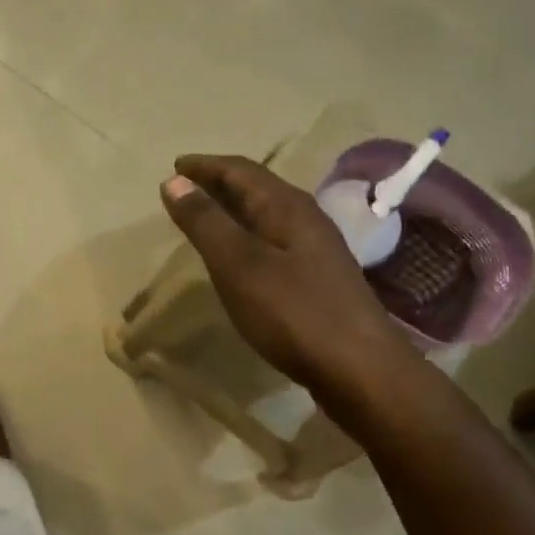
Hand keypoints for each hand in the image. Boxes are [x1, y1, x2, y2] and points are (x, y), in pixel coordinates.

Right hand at [160, 154, 407, 398]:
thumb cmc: (293, 312)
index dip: (206, 166)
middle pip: (257, 188)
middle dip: (220, 183)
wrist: (360, 368)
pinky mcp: (318, 280)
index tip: (175, 165)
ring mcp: (316, 251)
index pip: (241, 170)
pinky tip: (241, 259)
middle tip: (186, 187)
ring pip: (267, 216)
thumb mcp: (239, 264)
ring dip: (235, 210)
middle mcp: (306, 219)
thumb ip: (206, 222)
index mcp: (287, 207)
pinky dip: (248, 238)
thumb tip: (175, 181)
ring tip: (206, 218)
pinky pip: (274, 242)